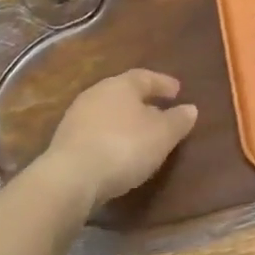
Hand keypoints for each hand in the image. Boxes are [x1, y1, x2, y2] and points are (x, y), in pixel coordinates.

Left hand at [41, 69, 198, 208]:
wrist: (70, 178)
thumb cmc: (124, 147)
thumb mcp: (161, 135)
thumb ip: (177, 120)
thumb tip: (190, 108)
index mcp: (122, 84)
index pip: (146, 77)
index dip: (163, 83)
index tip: (177, 91)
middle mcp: (97, 92)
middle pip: (124, 92)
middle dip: (142, 101)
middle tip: (158, 110)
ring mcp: (77, 116)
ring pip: (108, 112)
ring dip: (124, 120)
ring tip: (138, 133)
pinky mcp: (65, 141)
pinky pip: (95, 131)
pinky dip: (109, 136)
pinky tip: (116, 151)